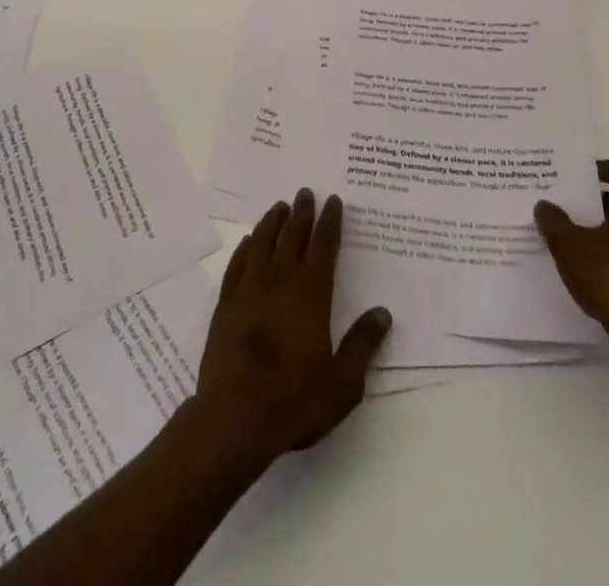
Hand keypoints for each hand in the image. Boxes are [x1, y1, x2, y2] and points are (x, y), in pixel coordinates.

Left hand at [194, 189, 391, 466]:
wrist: (235, 416)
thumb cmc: (294, 401)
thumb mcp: (342, 383)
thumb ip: (362, 345)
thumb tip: (382, 313)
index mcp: (311, 295)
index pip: (324, 247)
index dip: (330, 222)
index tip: (334, 201)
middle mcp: (280, 281)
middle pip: (292, 236)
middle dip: (302, 212)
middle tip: (306, 192)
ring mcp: (249, 289)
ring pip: (262, 242)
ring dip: (272, 222)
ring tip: (279, 206)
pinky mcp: (226, 303)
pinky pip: (237, 264)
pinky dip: (245, 248)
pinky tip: (248, 242)